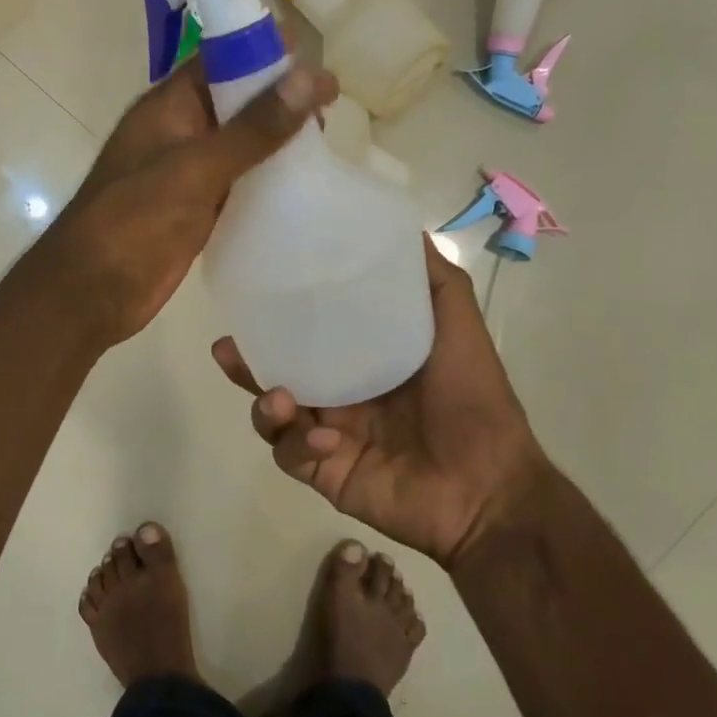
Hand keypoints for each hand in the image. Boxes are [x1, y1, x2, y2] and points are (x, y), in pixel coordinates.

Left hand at [30, 56, 335, 350]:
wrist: (90, 292)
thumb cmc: (134, 220)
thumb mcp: (195, 168)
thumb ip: (253, 128)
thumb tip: (311, 76)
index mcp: (168, 106)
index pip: (221, 60)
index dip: (266, 53)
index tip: (317, 59)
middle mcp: (178, 132)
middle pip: (236, 102)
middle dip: (279, 100)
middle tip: (332, 109)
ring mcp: (187, 174)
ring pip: (240, 145)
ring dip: (276, 143)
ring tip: (326, 145)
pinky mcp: (196, 210)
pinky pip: (238, 184)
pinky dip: (266, 182)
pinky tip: (302, 187)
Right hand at [212, 237, 550, 566]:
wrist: (488, 488)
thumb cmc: (473, 401)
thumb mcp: (458, 327)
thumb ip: (433, 281)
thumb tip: (402, 229)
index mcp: (362, 361)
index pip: (308, 334)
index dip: (277, 318)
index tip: (253, 294)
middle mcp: (338, 395)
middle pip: (277, 373)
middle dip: (247, 362)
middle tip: (227, 348)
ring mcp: (326, 435)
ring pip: (272, 415)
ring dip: (265, 405)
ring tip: (278, 397)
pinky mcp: (322, 472)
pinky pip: (290, 455)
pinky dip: (299, 444)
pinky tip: (326, 439)